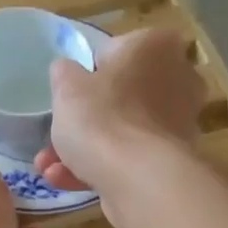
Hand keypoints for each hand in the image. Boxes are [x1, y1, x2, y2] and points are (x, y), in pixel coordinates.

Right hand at [36, 28, 204, 222]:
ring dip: (83, 151)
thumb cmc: (102, 119)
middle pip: (119, 98)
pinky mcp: (171, 163)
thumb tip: (67, 71)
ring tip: (50, 169)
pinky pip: (129, 159)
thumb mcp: (66, 87)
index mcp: (156, 46)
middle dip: (83, 122)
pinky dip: (100, 169)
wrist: (138, 181)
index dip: (86, 76)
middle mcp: (177, 79)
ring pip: (121, 133)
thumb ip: (64, 73)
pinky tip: (66, 181)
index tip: (70, 97)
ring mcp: (177, 124)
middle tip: (55, 139)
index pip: (114, 52)